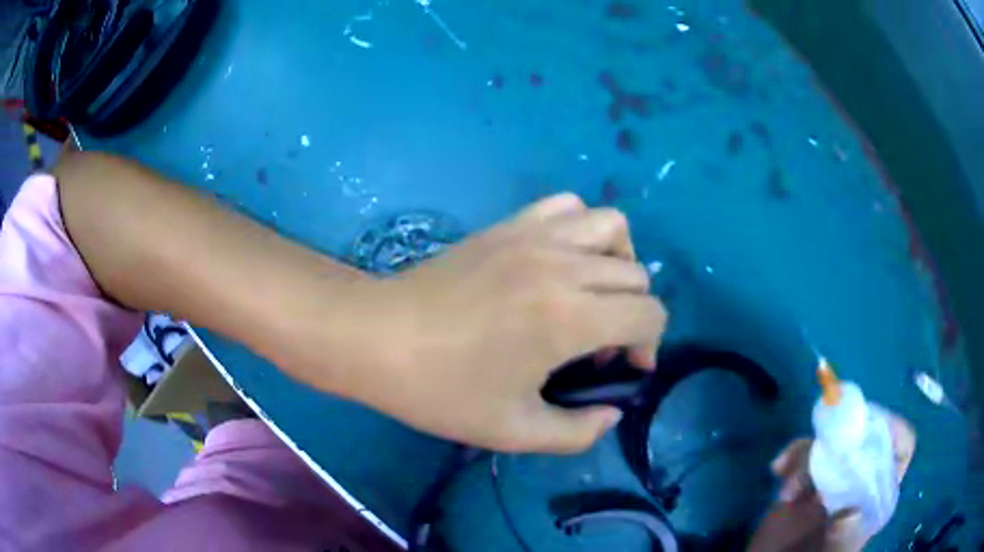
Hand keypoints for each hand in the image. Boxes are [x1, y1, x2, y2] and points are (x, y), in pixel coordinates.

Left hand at [342, 194, 666, 452]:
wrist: (377, 338)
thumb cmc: (440, 390)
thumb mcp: (513, 431)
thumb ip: (576, 433)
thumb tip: (612, 413)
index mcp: (568, 316)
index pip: (649, 313)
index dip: (649, 344)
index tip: (622, 369)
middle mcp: (562, 265)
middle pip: (636, 275)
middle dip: (632, 314)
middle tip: (597, 346)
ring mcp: (534, 236)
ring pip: (612, 227)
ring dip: (618, 263)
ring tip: (593, 293)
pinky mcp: (509, 224)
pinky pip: (567, 206)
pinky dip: (581, 228)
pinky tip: (561, 261)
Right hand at [748, 412, 915, 551]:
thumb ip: (846, 542)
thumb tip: (852, 511)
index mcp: (878, 494)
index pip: (901, 445)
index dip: (889, 429)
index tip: (863, 432)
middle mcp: (862, 477)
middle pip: (867, 431)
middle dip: (843, 435)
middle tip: (816, 453)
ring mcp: (835, 475)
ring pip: (835, 436)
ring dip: (811, 449)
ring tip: (787, 478)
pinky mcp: (807, 476)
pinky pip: (807, 447)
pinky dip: (794, 452)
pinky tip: (778, 472)